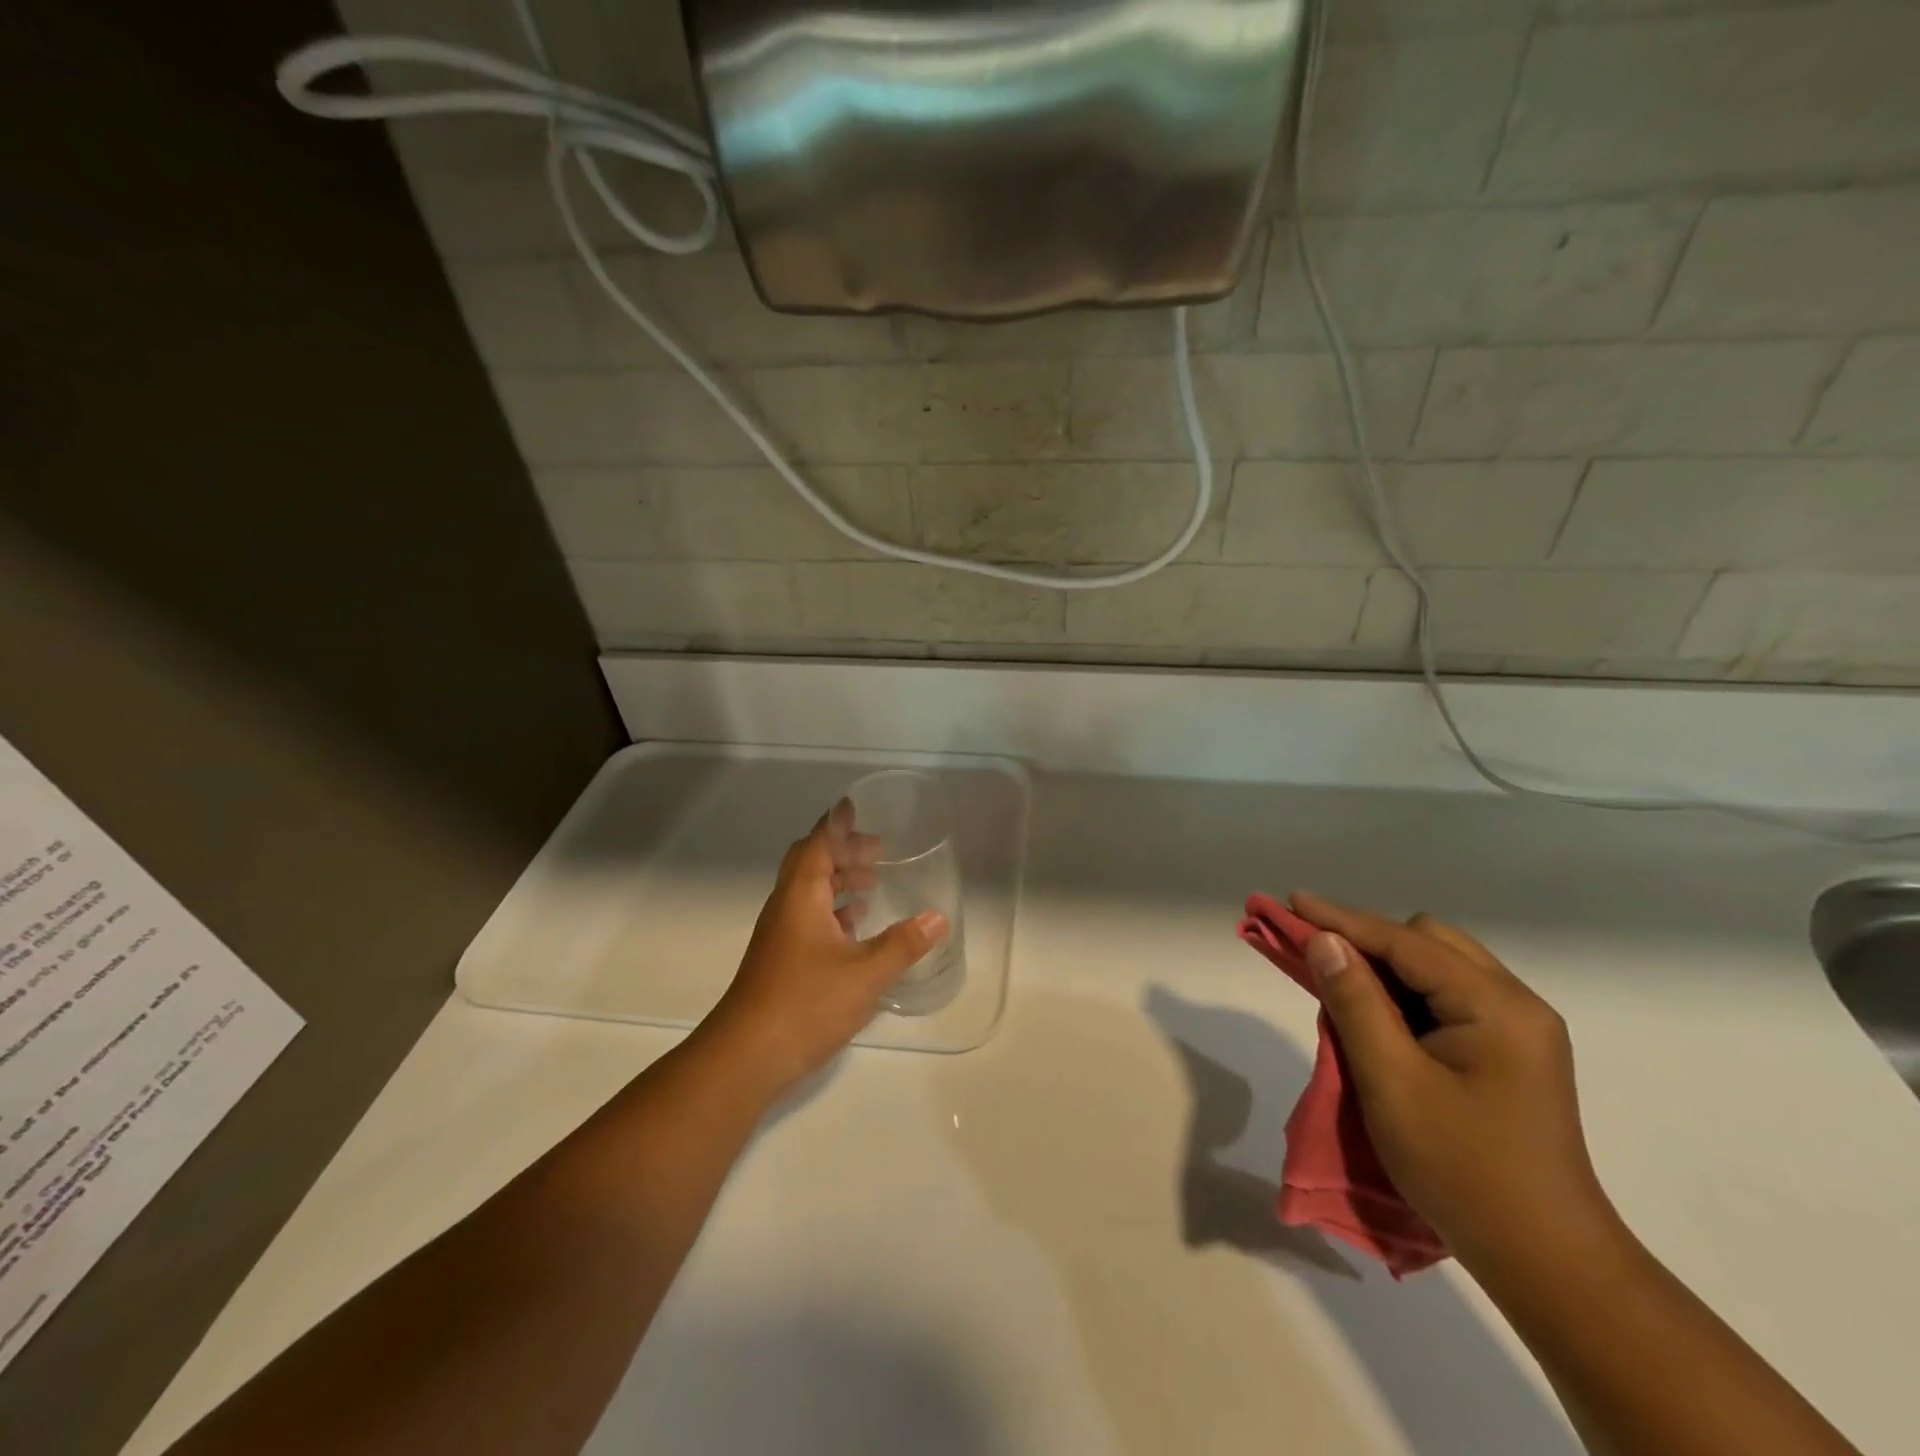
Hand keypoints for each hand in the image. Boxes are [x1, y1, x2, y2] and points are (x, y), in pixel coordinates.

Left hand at [701, 804, 948, 1103]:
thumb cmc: (805, 1003)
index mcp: (801, 896)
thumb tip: (937, 918)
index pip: (818, 843)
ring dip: (839, 881)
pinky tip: (854, 930)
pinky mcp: (780, 960)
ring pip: (808, 892)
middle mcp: (786, 907)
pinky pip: (808, 917)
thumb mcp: (865, 974)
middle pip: (811, 863)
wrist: (745, 1057)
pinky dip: (832, 911)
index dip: (837, 823)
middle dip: (843, 851)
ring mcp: (779, 935)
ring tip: (872, 885)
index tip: (854, 806)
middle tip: (878, 851)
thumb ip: (903, 944)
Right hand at [1289, 890, 1617, 1268]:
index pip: (1406, 942)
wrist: (1547, 1263)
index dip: (1342, 920)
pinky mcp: (1512, 1054)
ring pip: (1438, 968)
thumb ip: (1356, 1002)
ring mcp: (1520, 1030)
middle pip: (1428, 942)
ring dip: (1386, 968)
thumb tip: (1325, 941)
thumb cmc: (1464, 1170)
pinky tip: (1378, 1015)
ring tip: (1337, 980)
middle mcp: (1516, 1005)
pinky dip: (1406, 995)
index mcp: (1496, 1006)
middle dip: (1367, 939)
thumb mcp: (1393, 1082)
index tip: (1290, 902)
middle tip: (1314, 952)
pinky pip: (1448, 998)